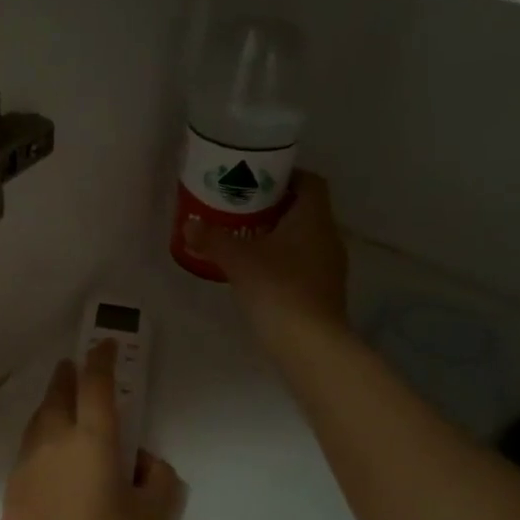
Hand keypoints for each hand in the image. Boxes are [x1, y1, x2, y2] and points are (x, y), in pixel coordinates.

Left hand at [0, 343, 180, 519]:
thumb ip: (158, 480)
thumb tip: (144, 461)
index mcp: (92, 444)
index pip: (96, 387)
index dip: (102, 360)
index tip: (104, 344)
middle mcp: (53, 445)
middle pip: (57, 397)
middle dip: (67, 377)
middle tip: (73, 366)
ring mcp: (26, 469)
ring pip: (37, 423)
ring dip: (50, 406)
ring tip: (61, 406)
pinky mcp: (11, 495)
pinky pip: (27, 453)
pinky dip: (40, 440)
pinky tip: (49, 458)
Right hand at [185, 171, 348, 332]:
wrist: (310, 343)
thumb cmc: (277, 288)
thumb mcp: (237, 260)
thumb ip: (213, 239)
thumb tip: (189, 224)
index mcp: (313, 217)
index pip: (310, 182)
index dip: (286, 176)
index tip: (257, 180)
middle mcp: (328, 235)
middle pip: (305, 209)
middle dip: (275, 206)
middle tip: (241, 209)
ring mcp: (330, 265)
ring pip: (304, 238)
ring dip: (278, 235)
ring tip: (244, 238)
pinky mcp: (325, 290)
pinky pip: (304, 262)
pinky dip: (283, 260)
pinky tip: (258, 271)